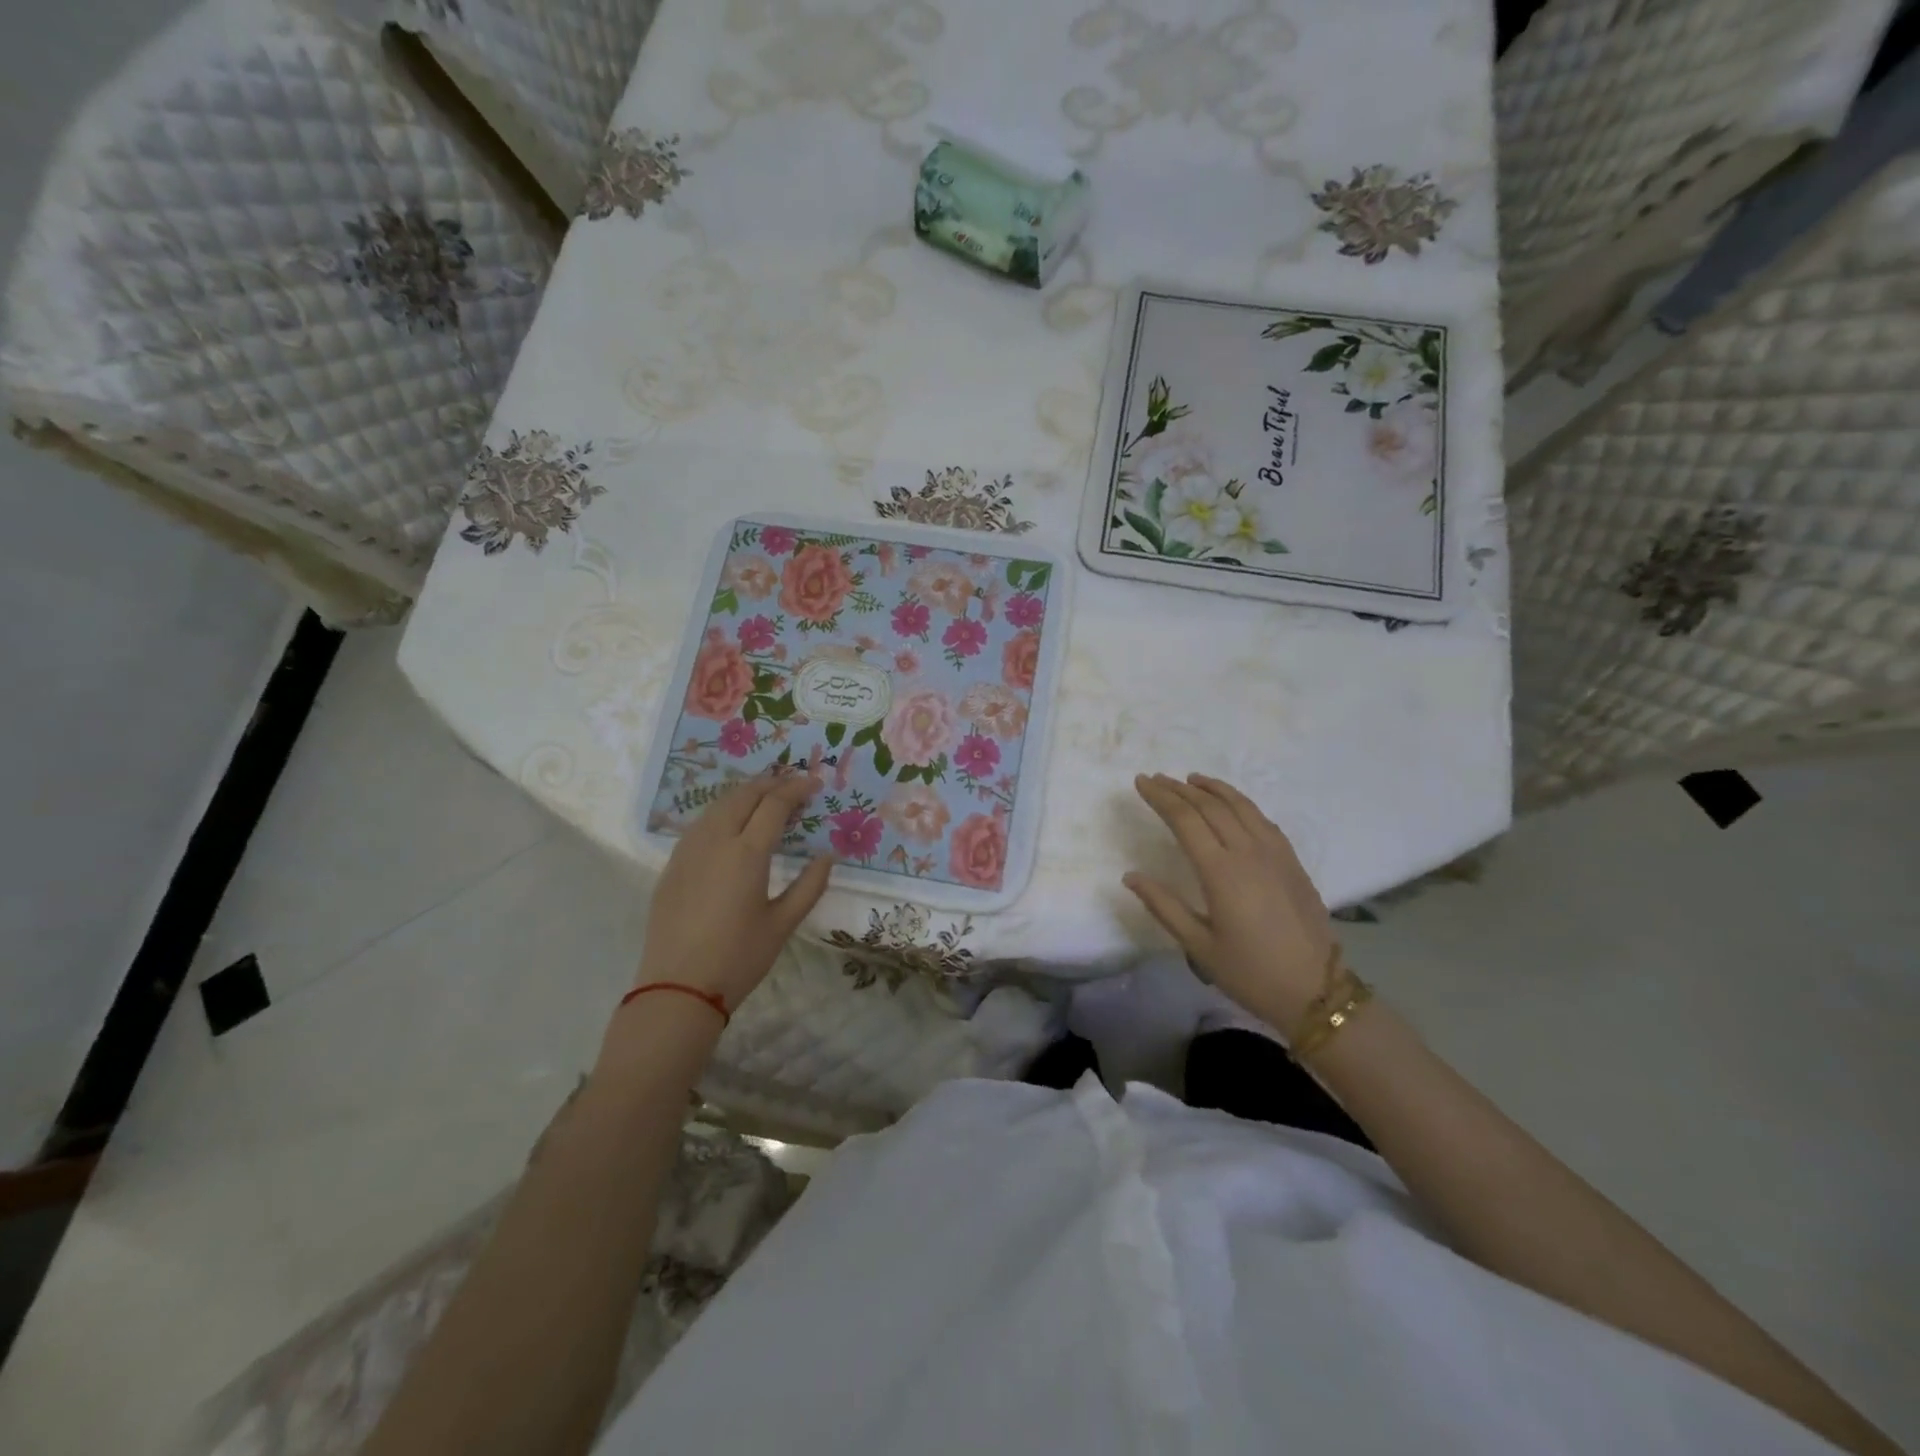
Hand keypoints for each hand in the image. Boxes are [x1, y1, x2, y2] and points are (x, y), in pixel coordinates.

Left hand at [636, 772, 833, 1011]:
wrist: (677, 987)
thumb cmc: (738, 957)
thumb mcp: (783, 924)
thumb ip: (809, 886)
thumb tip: (828, 857)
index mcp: (746, 853)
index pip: (774, 804)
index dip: (796, 789)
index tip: (815, 782)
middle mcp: (715, 841)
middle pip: (743, 795)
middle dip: (770, 783)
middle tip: (792, 784)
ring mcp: (688, 851)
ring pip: (717, 806)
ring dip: (744, 794)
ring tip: (765, 797)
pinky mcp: (672, 865)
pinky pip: (700, 824)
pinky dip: (722, 811)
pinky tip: (731, 823)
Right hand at [1123, 773, 1336, 1031]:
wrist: (1316, 991)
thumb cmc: (1250, 972)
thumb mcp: (1199, 946)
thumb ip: (1164, 906)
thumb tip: (1131, 876)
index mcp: (1221, 872)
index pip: (1185, 820)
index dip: (1161, 798)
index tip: (1141, 782)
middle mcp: (1248, 853)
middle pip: (1210, 807)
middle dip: (1180, 789)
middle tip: (1157, 779)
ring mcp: (1275, 854)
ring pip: (1240, 806)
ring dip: (1213, 789)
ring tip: (1191, 779)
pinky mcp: (1292, 861)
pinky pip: (1263, 819)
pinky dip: (1241, 803)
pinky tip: (1232, 804)